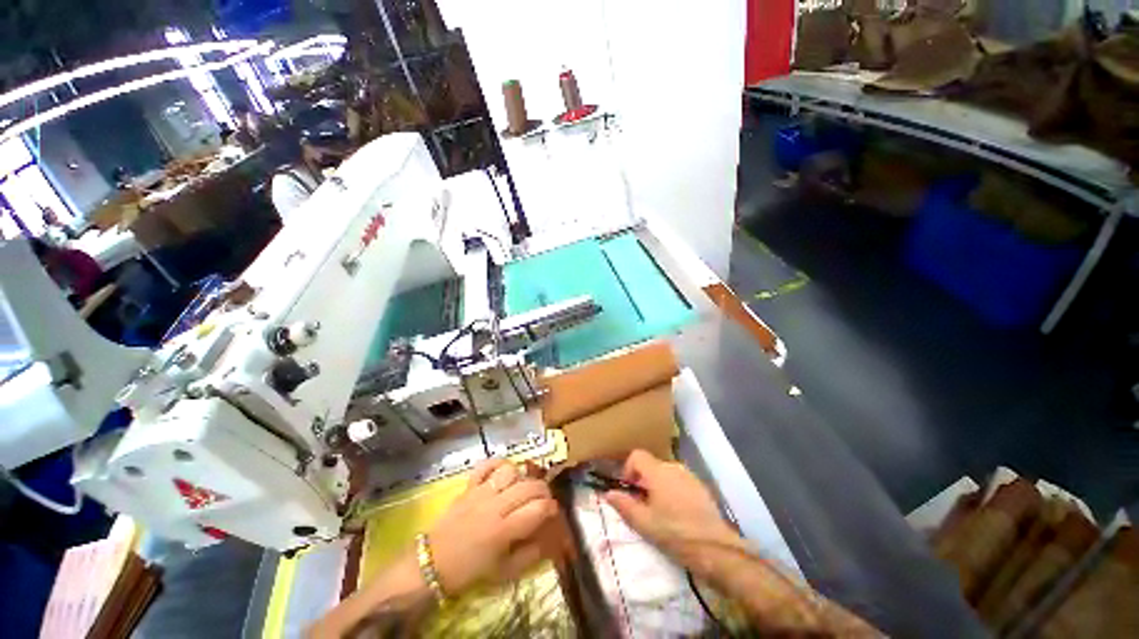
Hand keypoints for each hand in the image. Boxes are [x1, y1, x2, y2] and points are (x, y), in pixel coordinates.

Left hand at [427, 458, 558, 594]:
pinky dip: (498, 464)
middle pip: (528, 486)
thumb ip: (528, 556)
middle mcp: (495, 507)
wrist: (432, 563)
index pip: (537, 509)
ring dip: (521, 476)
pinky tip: (503, 473)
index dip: (551, 507)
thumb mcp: (503, 573)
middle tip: (544, 498)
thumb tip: (547, 540)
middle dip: (543, 490)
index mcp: (504, 531)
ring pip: (510, 471)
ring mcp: (481, 493)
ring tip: (521, 486)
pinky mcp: (469, 486)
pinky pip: (486, 465)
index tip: (553, 511)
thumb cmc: (469, 571)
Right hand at [603, 450, 743, 572]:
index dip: (628, 469)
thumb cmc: (675, 533)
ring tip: (659, 510)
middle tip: (642, 504)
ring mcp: (689, 476)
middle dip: (642, 480)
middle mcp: (674, 467)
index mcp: (658, 471)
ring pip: (665, 473)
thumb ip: (624, 505)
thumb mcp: (644, 523)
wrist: (715, 549)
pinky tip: (677, 512)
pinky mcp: (701, 487)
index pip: (636, 455)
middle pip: (651, 465)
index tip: (628, 489)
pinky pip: (679, 481)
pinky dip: (672, 490)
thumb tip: (607, 493)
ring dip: (657, 485)